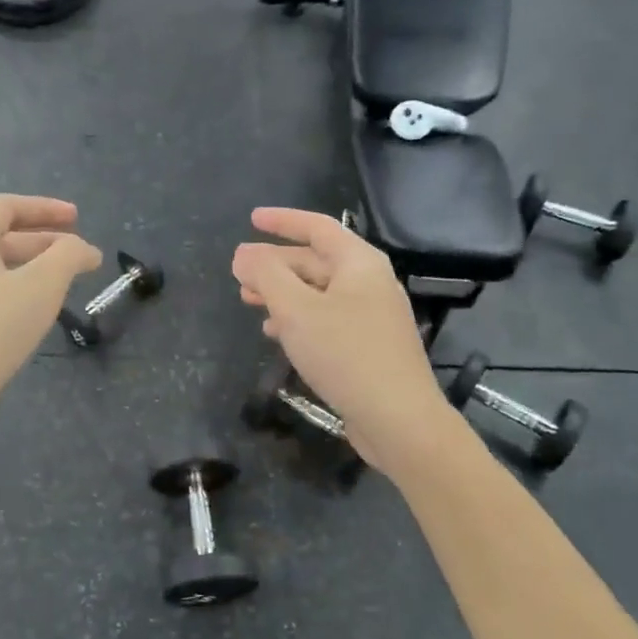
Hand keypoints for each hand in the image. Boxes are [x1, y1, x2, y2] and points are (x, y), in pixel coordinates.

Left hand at [0, 194, 101, 437]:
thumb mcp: (43, 285)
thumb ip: (68, 256)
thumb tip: (82, 248)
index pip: (4, 206)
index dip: (44, 207)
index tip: (77, 218)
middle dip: (43, 241)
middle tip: (78, 255)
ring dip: (30, 269)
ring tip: (62, 285)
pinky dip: (13, 293)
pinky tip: (31, 315)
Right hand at [232, 207, 458, 474]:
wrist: (398, 418)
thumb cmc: (345, 353)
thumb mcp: (296, 309)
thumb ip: (266, 275)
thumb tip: (243, 253)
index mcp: (359, 263)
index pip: (317, 227)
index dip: (282, 221)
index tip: (252, 219)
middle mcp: (369, 282)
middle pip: (315, 261)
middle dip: (275, 264)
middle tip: (239, 273)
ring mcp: (371, 316)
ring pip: (317, 293)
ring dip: (281, 294)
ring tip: (248, 302)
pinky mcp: (367, 346)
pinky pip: (326, 319)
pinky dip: (298, 319)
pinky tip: (275, 333)